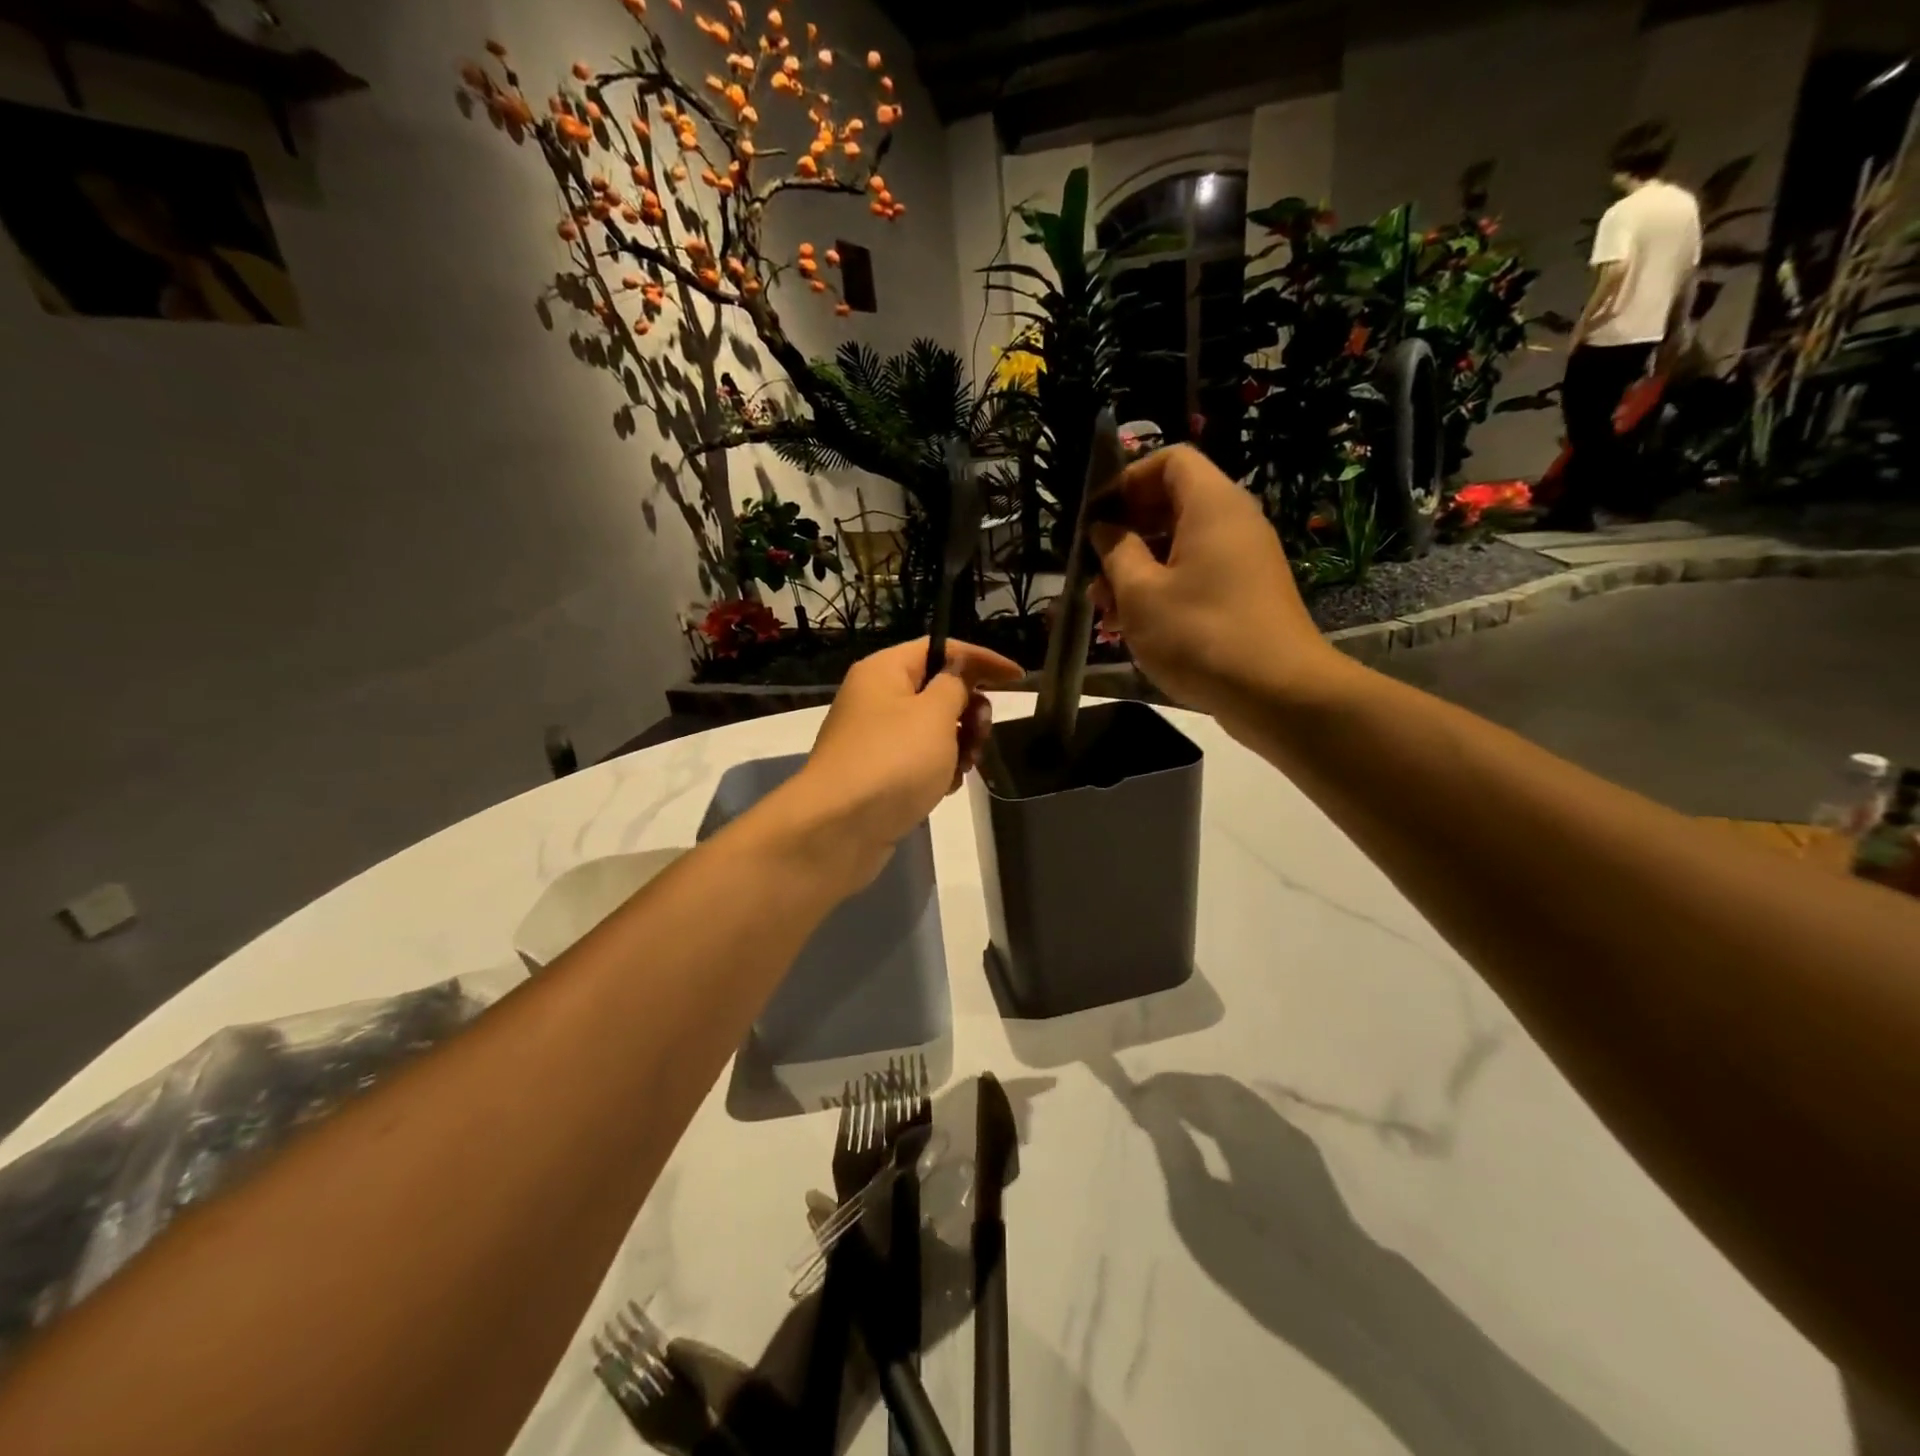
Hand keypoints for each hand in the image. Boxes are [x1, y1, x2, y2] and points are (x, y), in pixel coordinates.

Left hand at [795, 638, 1022, 869]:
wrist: (838, 828)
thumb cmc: (893, 761)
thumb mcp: (934, 714)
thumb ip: (955, 685)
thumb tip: (958, 672)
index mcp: (884, 671)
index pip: (941, 649)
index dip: (982, 660)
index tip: (1018, 679)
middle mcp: (876, 698)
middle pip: (937, 690)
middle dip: (970, 710)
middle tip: (982, 733)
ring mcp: (875, 739)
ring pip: (933, 729)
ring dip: (959, 744)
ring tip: (965, 767)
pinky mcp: (878, 774)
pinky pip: (919, 760)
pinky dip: (939, 769)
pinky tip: (945, 788)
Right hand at [1090, 446, 1337, 721]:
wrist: (1278, 693)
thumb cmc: (1200, 634)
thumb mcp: (1141, 593)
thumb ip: (1116, 551)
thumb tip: (1104, 528)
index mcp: (1212, 505)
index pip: (1170, 460)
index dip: (1128, 480)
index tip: (1097, 518)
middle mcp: (1233, 522)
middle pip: (1172, 503)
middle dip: (1127, 533)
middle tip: (1094, 570)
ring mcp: (1243, 560)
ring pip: (1180, 545)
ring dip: (1138, 569)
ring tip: (1105, 608)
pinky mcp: (1245, 594)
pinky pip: (1197, 574)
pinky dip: (1163, 590)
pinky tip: (1134, 627)